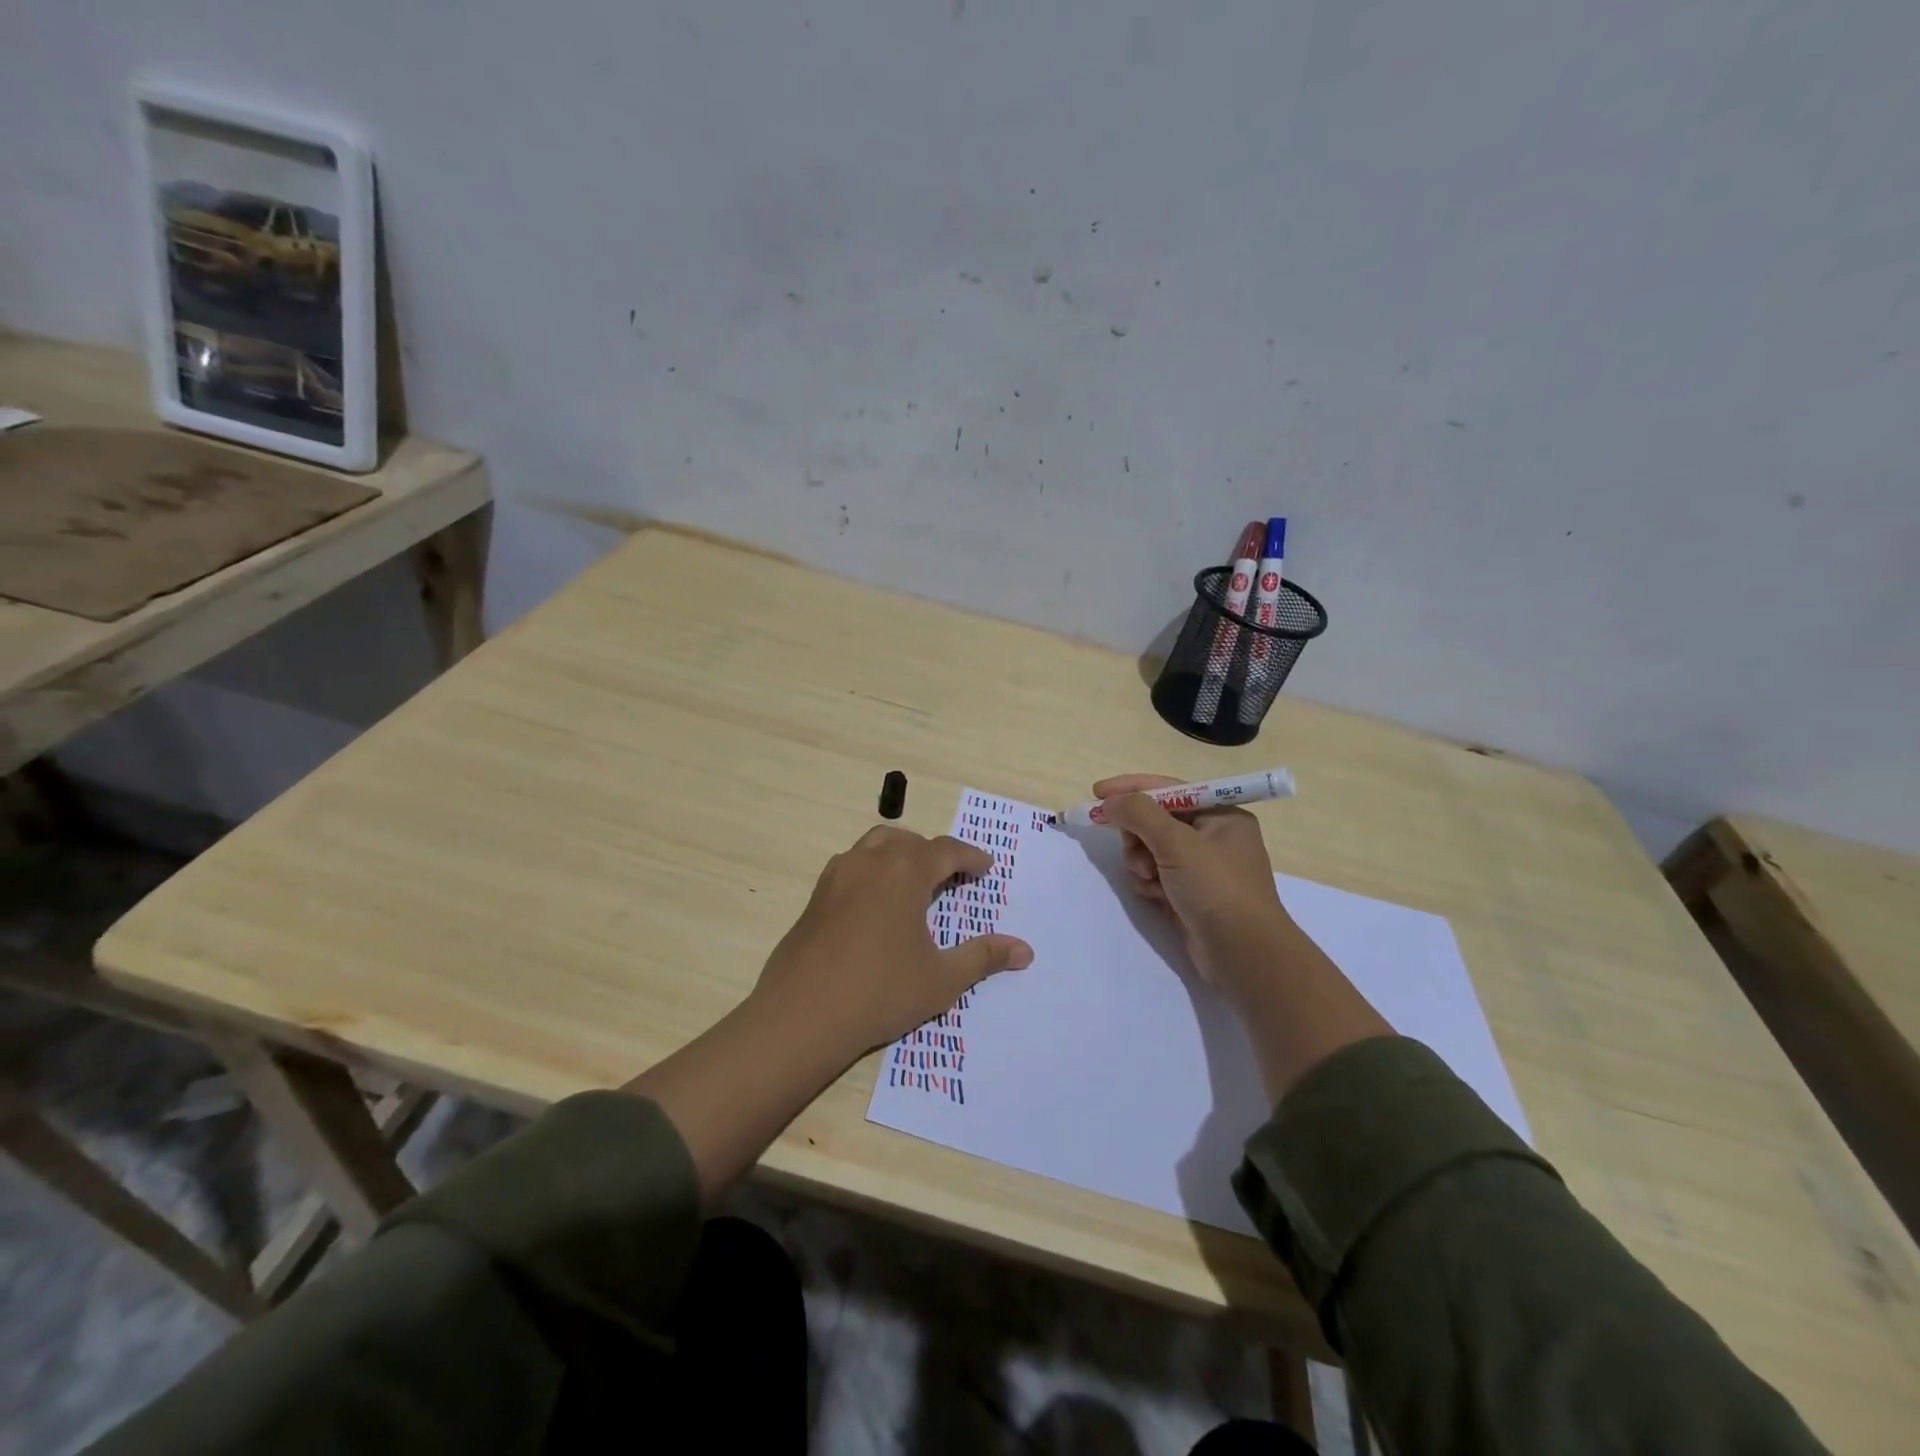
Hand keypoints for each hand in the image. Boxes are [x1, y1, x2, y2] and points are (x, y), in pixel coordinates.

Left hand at [753, 825, 1033, 1054]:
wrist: (802, 1015)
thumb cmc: (880, 992)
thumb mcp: (941, 979)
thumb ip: (983, 957)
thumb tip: (1025, 950)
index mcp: (905, 872)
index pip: (945, 850)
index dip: (969, 856)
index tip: (985, 868)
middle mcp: (870, 862)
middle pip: (909, 841)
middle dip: (934, 853)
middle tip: (952, 875)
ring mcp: (837, 876)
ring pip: (875, 844)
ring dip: (900, 853)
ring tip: (914, 880)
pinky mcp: (816, 896)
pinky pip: (852, 865)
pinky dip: (872, 868)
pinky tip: (876, 902)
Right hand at [1091, 772, 1290, 997]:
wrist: (1242, 954)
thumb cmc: (1216, 888)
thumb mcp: (1177, 843)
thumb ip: (1139, 814)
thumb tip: (1111, 801)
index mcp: (1220, 815)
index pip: (1168, 789)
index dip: (1131, 788)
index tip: (1097, 793)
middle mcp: (1212, 836)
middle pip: (1155, 820)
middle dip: (1138, 835)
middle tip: (1135, 851)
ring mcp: (1200, 868)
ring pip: (1149, 849)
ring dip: (1141, 862)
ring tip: (1150, 880)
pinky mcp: (1188, 893)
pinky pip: (1154, 875)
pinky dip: (1149, 883)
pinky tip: (1156, 896)